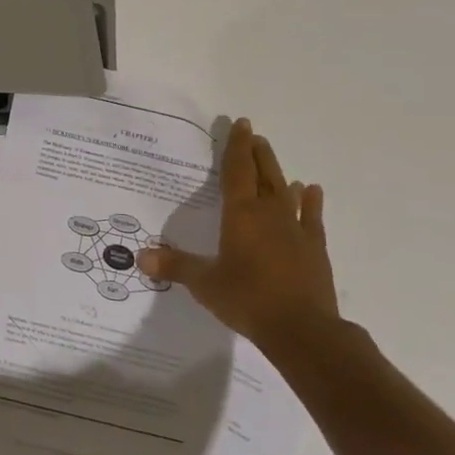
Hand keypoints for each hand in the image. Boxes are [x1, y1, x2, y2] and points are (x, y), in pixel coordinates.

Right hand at [137, 118, 339, 347]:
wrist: (302, 330)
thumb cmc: (247, 299)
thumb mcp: (204, 284)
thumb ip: (175, 266)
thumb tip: (141, 257)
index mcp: (240, 215)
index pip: (237, 172)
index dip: (236, 147)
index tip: (240, 125)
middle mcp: (269, 214)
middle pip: (263, 175)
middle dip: (256, 153)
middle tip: (253, 135)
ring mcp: (296, 230)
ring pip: (286, 191)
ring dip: (278, 173)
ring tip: (272, 158)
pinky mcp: (314, 249)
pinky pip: (312, 217)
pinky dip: (310, 202)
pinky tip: (310, 189)